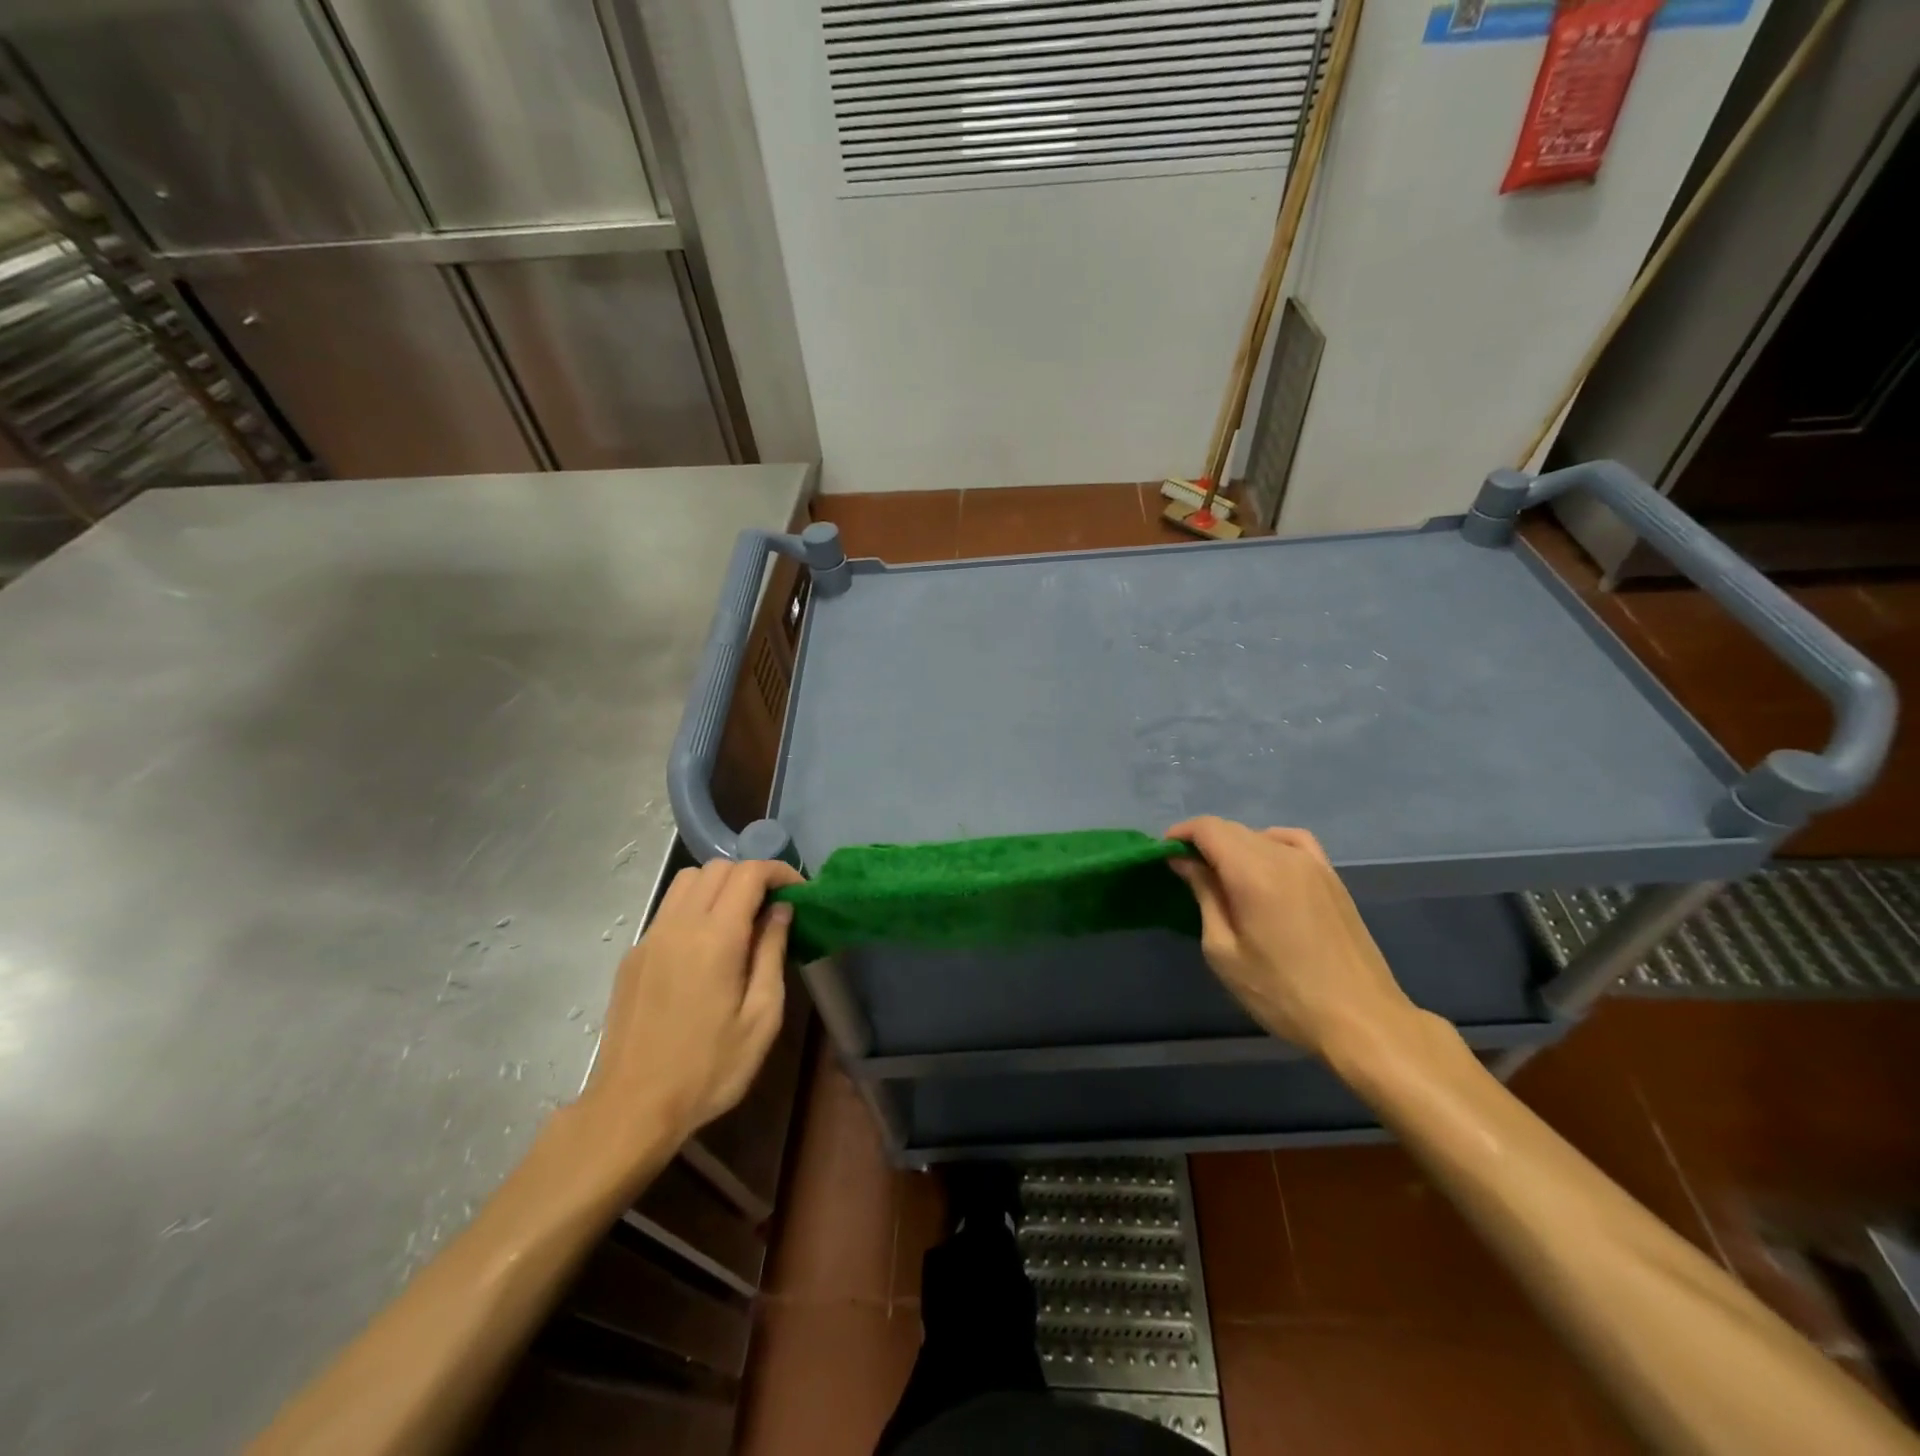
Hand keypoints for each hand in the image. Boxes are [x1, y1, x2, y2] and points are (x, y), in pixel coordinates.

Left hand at [585, 857, 803, 1150]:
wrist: (632, 1108)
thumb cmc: (708, 1069)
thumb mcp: (761, 1017)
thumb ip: (772, 953)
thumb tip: (781, 910)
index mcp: (715, 937)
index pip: (749, 873)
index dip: (779, 872)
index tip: (799, 892)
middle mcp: (679, 924)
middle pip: (718, 867)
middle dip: (752, 876)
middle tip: (774, 907)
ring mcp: (650, 937)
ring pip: (688, 880)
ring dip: (721, 885)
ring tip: (741, 919)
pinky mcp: (633, 954)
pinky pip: (669, 908)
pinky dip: (695, 906)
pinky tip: (707, 945)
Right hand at [1168, 817, 1417, 1058]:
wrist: (1361, 1020)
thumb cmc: (1282, 992)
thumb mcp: (1224, 951)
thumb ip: (1205, 896)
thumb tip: (1186, 863)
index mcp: (1253, 872)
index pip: (1208, 829)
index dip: (1180, 835)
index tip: (1163, 856)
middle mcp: (1284, 856)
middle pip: (1232, 829)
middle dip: (1202, 843)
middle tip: (1184, 873)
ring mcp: (1314, 864)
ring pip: (1260, 836)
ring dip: (1232, 846)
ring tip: (1220, 876)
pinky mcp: (1332, 877)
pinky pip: (1293, 841)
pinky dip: (1269, 842)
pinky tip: (1263, 865)